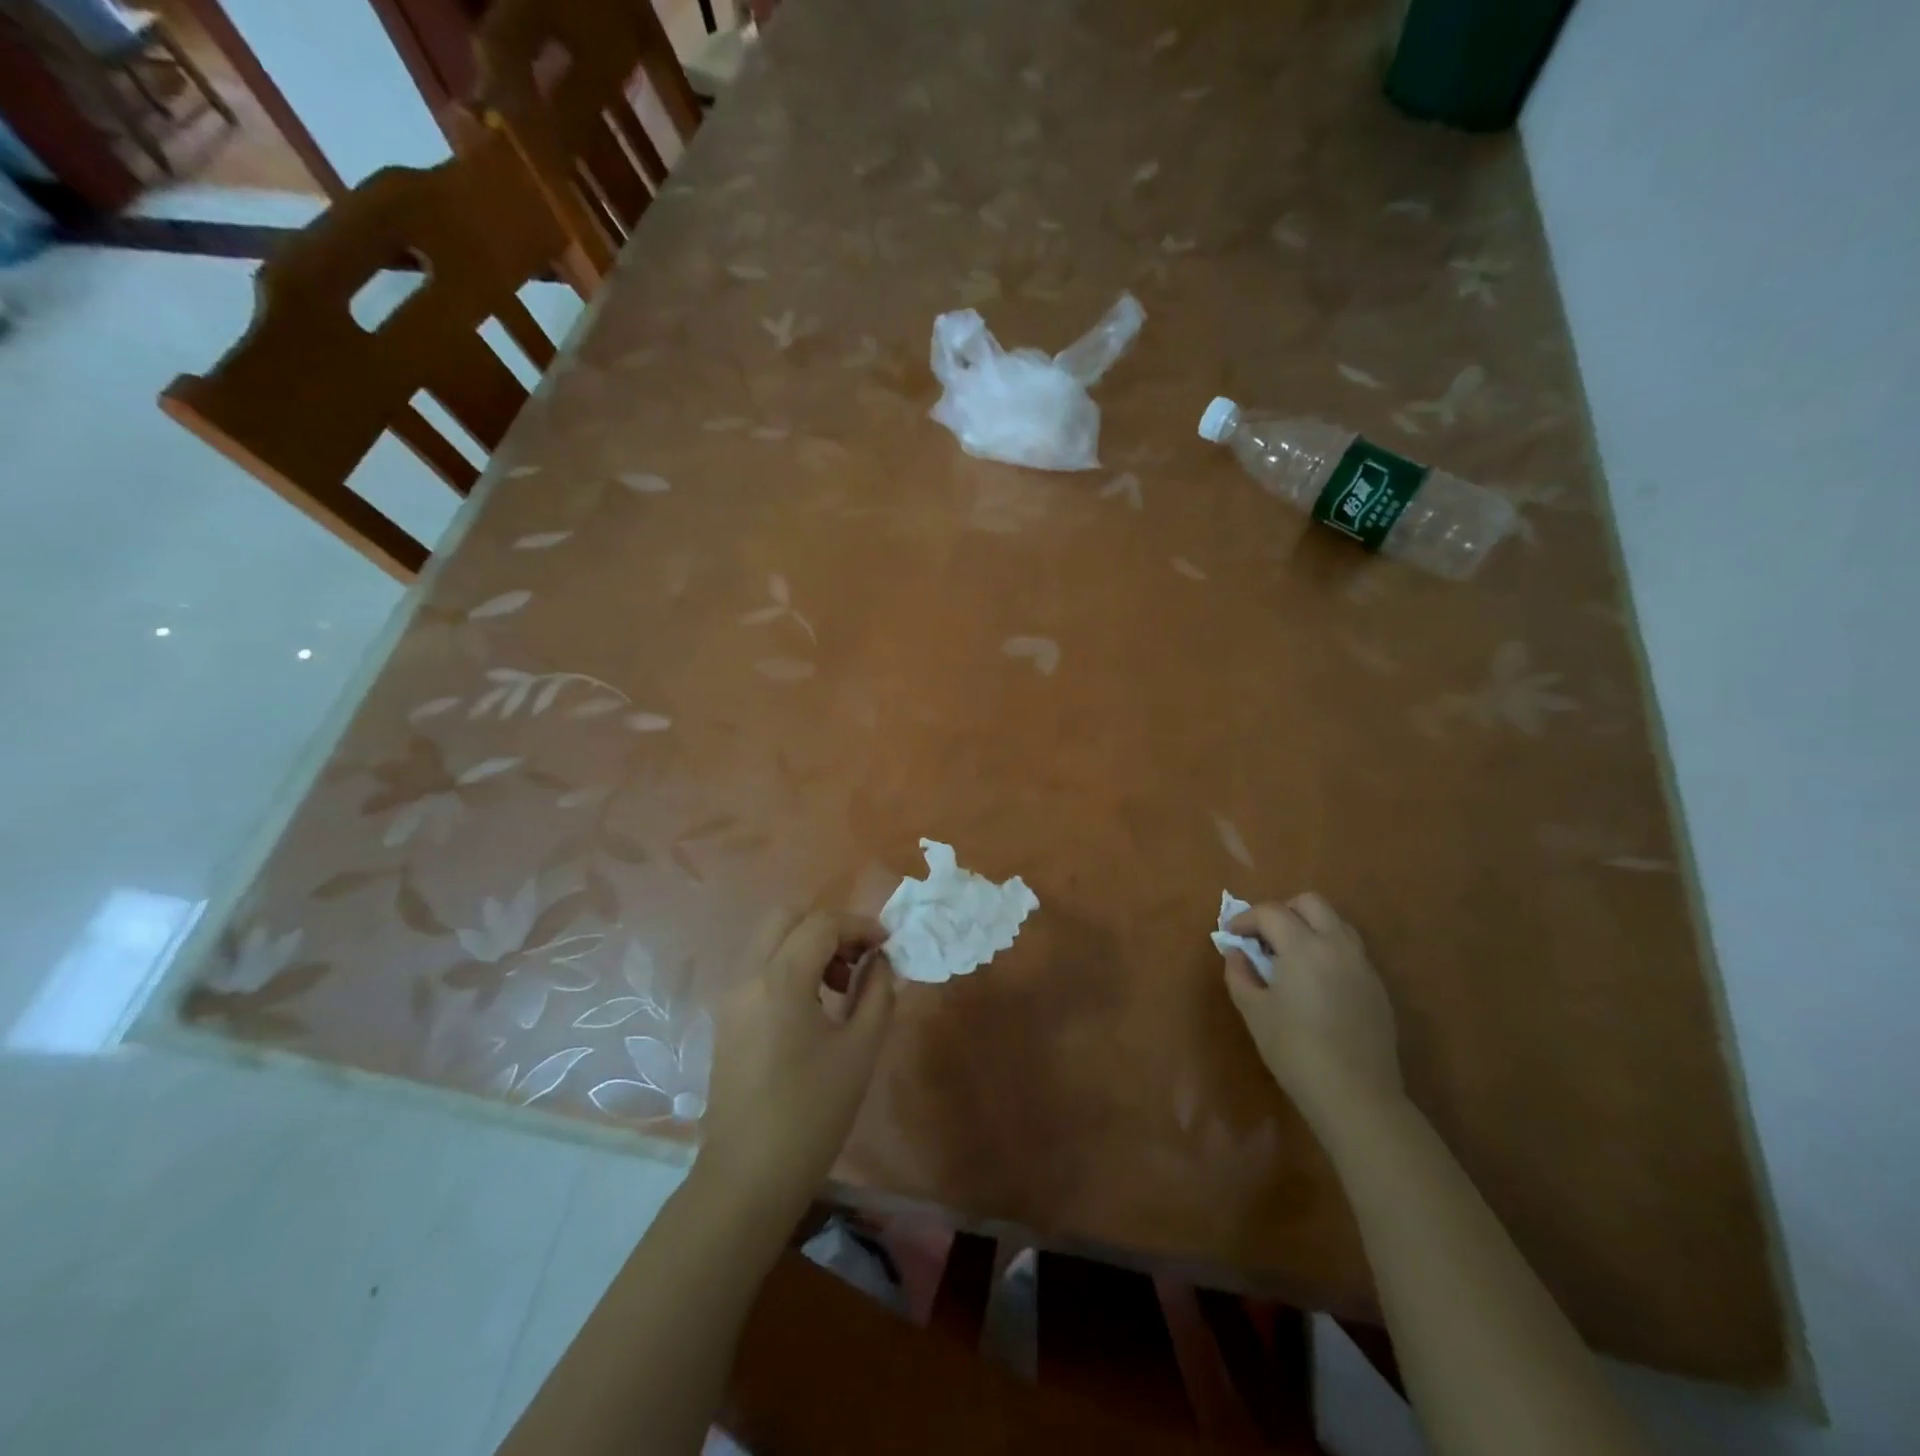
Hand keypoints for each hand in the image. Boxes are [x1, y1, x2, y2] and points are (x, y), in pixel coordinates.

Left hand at [699, 909, 895, 1215]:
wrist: (749, 1176)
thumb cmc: (812, 1112)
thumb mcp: (860, 1049)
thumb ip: (877, 992)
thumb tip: (880, 961)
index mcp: (780, 980)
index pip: (822, 924)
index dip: (860, 926)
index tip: (887, 945)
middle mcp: (748, 977)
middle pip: (786, 917)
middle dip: (828, 926)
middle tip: (858, 957)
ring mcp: (731, 997)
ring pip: (769, 940)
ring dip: (807, 944)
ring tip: (841, 985)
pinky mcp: (727, 1019)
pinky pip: (759, 968)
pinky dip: (789, 966)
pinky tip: (814, 1005)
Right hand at [1220, 893, 1402, 1130]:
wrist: (1356, 1096)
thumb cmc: (1295, 1051)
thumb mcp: (1254, 1012)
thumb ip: (1240, 974)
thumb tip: (1238, 953)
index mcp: (1303, 947)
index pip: (1271, 912)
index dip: (1245, 918)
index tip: (1232, 935)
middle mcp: (1337, 945)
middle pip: (1311, 903)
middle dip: (1283, 911)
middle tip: (1265, 938)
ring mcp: (1362, 965)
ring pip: (1336, 923)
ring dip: (1309, 927)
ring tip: (1290, 956)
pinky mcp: (1377, 986)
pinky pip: (1350, 949)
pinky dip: (1328, 949)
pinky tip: (1315, 982)